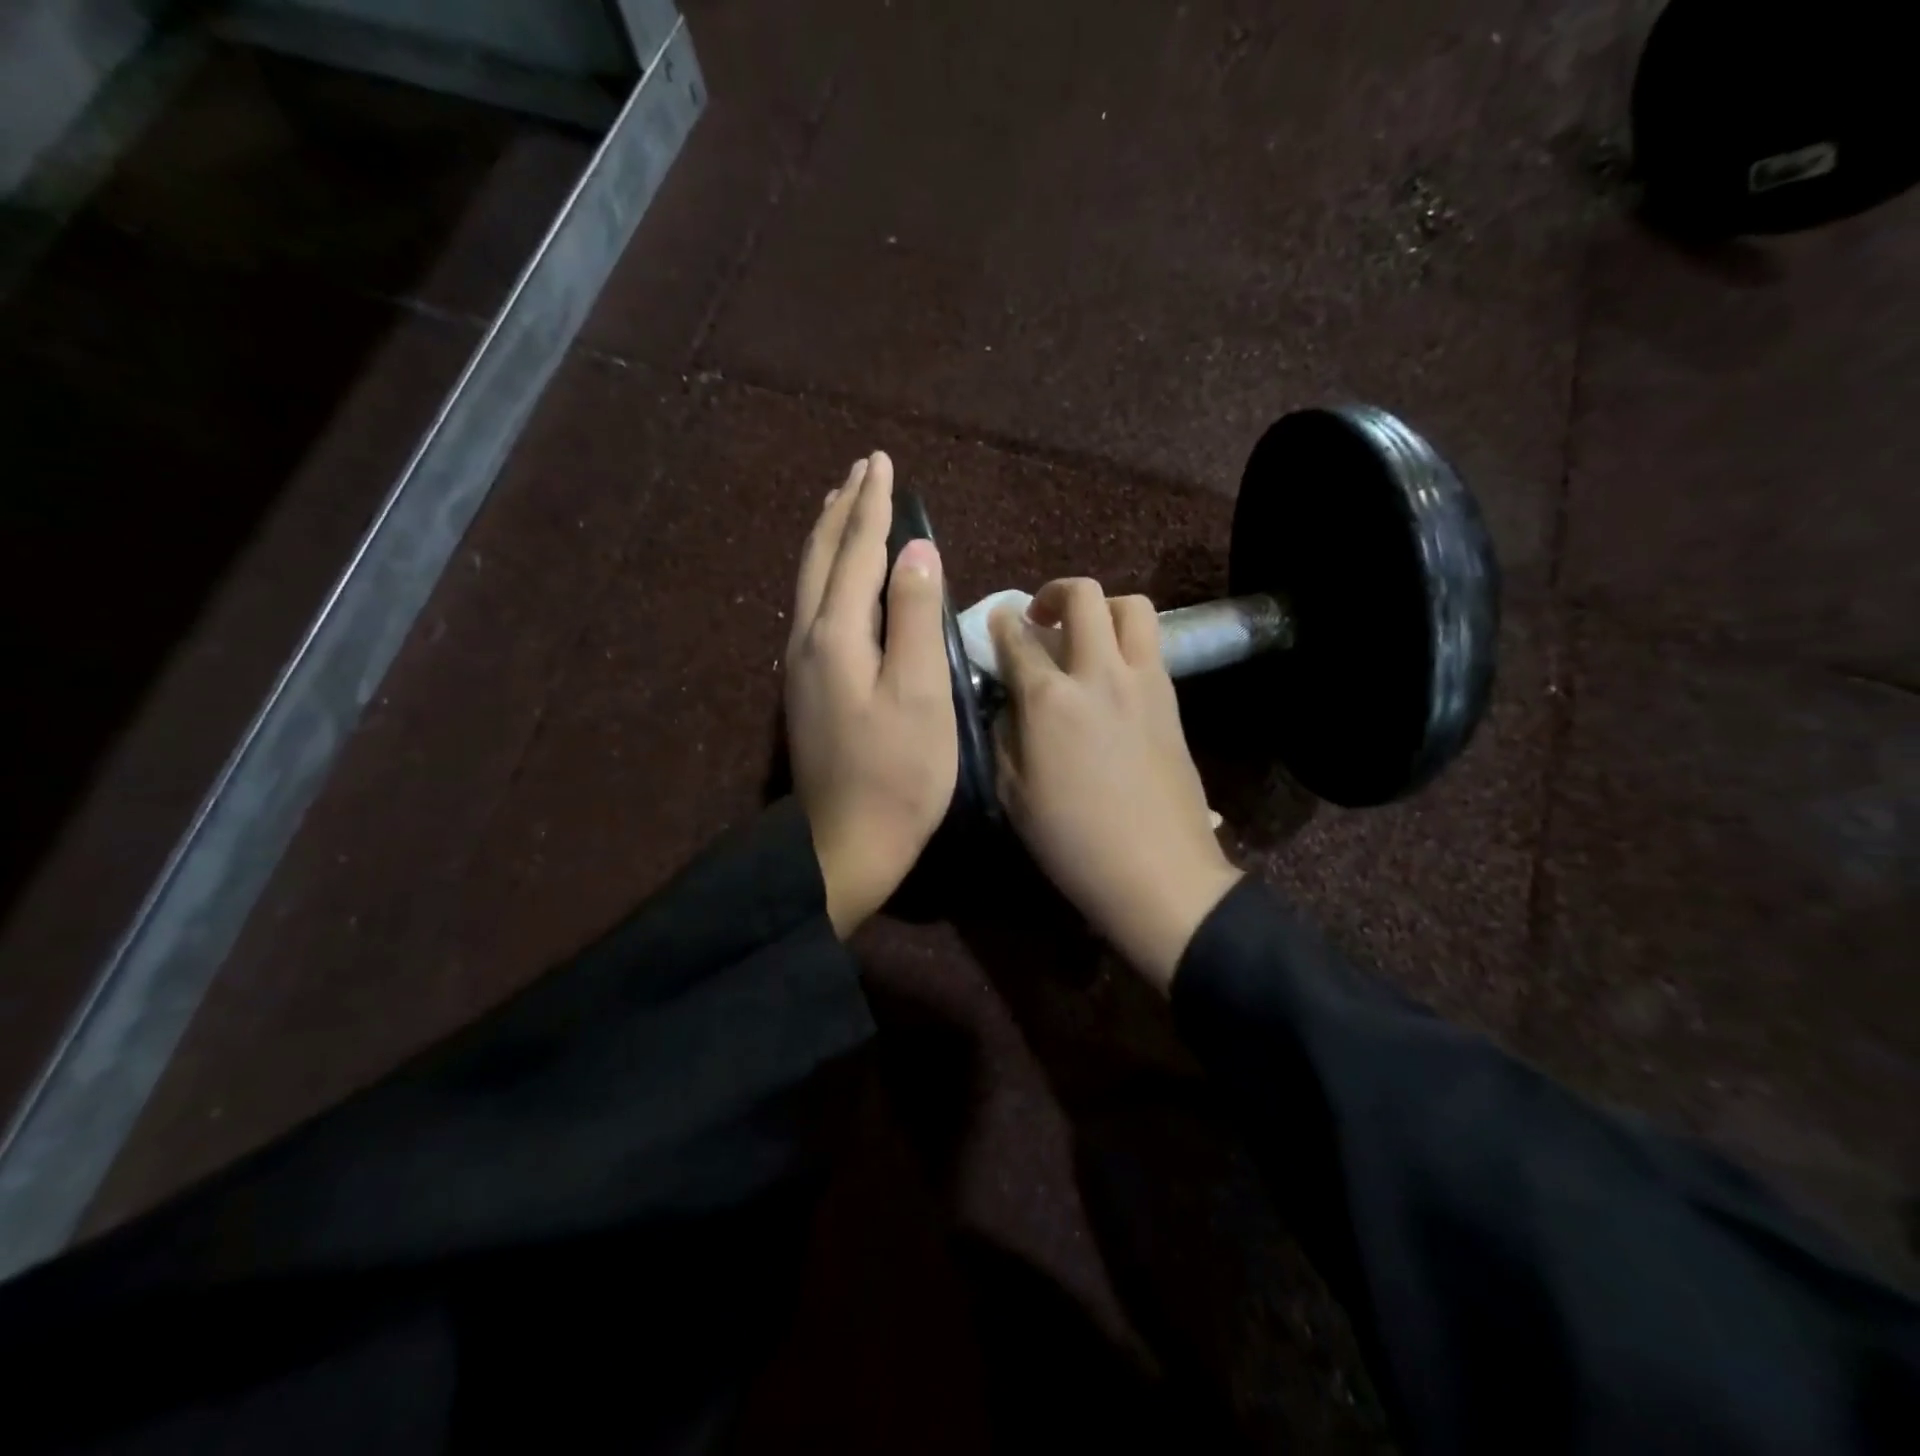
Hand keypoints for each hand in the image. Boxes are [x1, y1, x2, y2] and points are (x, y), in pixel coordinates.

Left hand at [787, 453, 957, 937]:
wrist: (844, 844)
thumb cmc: (897, 774)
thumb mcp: (920, 695)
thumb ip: (917, 618)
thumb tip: (917, 551)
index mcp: (836, 634)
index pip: (855, 552)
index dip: (871, 506)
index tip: (881, 463)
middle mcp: (807, 639)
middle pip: (820, 558)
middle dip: (842, 510)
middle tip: (859, 471)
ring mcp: (801, 665)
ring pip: (810, 582)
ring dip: (827, 538)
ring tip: (841, 507)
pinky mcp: (807, 688)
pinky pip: (812, 607)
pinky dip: (825, 574)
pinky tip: (834, 577)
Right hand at [991, 580, 1241, 991]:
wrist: (1157, 872)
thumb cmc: (1073, 841)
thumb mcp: (1013, 794)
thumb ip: (1003, 736)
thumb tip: (1006, 703)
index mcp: (1050, 699)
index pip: (1018, 639)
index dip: (1002, 625)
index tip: (996, 622)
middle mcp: (1098, 674)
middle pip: (1084, 597)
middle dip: (1055, 593)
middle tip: (1041, 619)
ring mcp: (1143, 682)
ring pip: (1132, 607)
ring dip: (1103, 608)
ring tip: (1085, 636)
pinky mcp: (1171, 699)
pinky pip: (1151, 645)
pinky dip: (1127, 641)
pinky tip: (1111, 674)